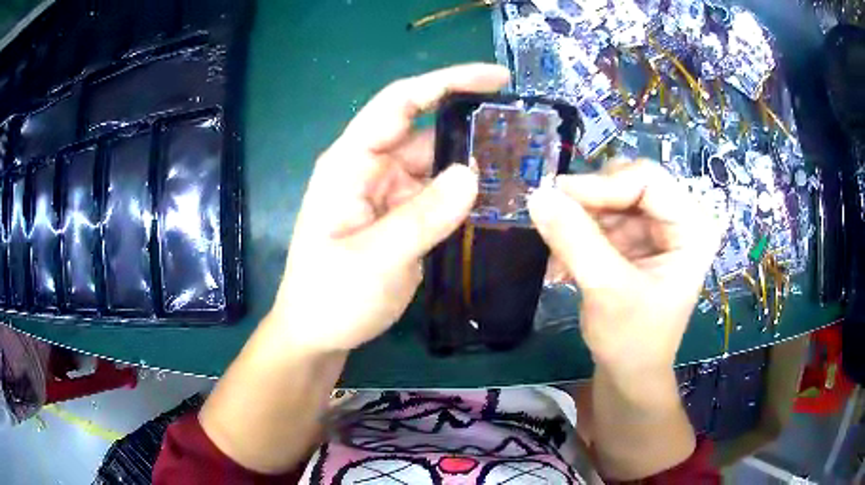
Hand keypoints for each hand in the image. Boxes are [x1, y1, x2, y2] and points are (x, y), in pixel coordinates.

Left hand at [267, 64, 509, 352]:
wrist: (319, 334)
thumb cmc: (330, 297)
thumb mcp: (374, 259)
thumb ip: (422, 217)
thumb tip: (472, 173)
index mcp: (351, 163)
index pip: (400, 103)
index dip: (447, 82)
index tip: (498, 78)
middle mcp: (372, 168)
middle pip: (426, 130)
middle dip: (472, 123)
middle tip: (526, 127)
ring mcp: (391, 193)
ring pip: (439, 163)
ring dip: (476, 161)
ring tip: (525, 162)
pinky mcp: (406, 218)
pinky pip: (442, 195)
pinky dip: (469, 193)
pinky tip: (502, 196)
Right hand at [528, 160, 722, 377]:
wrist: (629, 375)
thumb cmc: (632, 340)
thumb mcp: (607, 290)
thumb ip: (575, 241)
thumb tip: (538, 195)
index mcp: (692, 228)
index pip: (648, 180)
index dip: (602, 184)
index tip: (558, 197)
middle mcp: (678, 220)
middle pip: (628, 183)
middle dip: (589, 203)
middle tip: (556, 223)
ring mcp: (657, 229)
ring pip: (610, 198)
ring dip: (578, 222)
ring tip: (557, 257)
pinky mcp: (637, 241)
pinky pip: (602, 218)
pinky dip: (578, 235)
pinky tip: (562, 264)